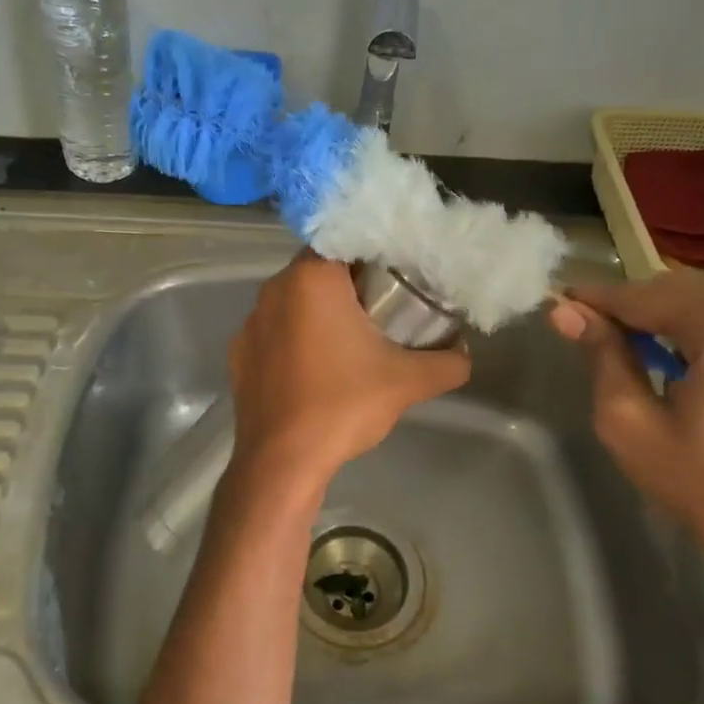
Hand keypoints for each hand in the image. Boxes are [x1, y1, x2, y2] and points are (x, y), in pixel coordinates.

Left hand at [228, 254, 469, 484]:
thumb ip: (447, 363)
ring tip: (350, 341)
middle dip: (349, 285)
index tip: (396, 275)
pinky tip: (315, 368)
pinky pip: (274, 331)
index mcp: (310, 279)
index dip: (373, 254)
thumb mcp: (407, 381)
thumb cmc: (342, 405)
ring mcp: (250, 322)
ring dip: (320, 311)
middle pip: (319, 270)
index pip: (345, 241)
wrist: (281, 462)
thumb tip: (465, 355)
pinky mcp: (239, 353)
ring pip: (293, 301)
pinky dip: (295, 338)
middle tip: (383, 308)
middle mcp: (273, 289)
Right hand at [548, 273, 703, 596]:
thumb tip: (567, 314)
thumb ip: (602, 360)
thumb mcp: (634, 428)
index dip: (600, 298)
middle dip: (641, 308)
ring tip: (654, 357)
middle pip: (690, 296)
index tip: (564, 301)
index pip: (647, 295)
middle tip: (601, 329)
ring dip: (684, 326)